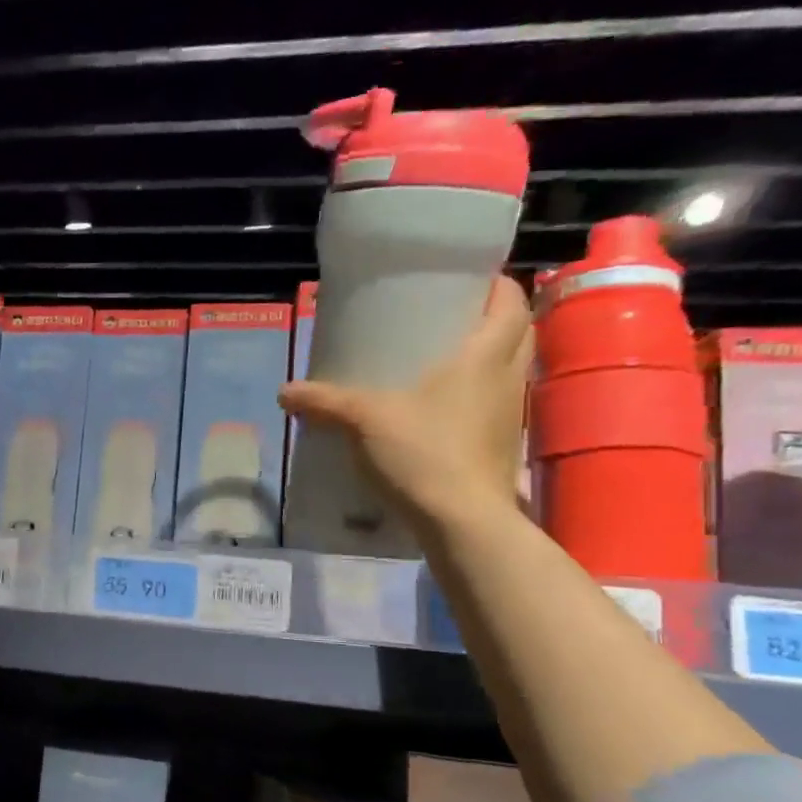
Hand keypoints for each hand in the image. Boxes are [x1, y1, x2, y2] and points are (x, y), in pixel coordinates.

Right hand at [280, 275, 532, 535]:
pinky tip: (440, 408)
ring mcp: (508, 413)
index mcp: (485, 355)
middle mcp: (506, 377)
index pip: (510, 301)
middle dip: (491, 317)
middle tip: (449, 317)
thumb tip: (283, 391)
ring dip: (487, 357)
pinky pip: (494, 403)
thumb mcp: (363, 420)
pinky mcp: (499, 444)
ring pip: (508, 368)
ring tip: (442, 358)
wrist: (462, 520)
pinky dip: (476, 394)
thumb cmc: (423, 453)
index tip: (464, 281)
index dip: (494, 284)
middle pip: (518, 331)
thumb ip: (324, 401)